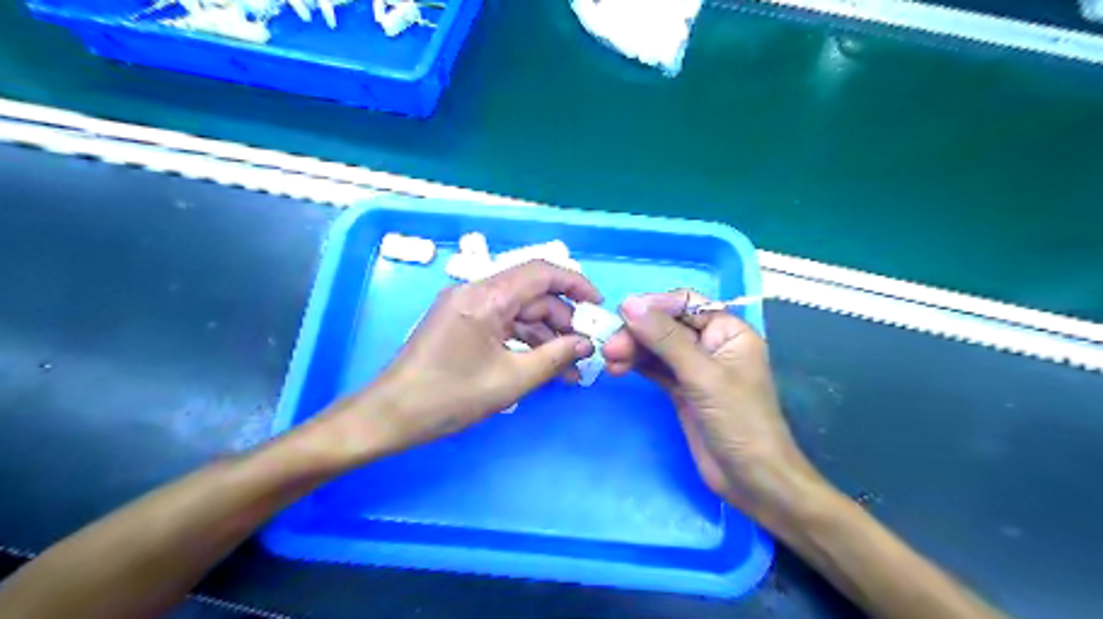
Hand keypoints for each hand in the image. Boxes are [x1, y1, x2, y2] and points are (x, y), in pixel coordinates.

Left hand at [327, 259, 601, 455]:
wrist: (390, 416)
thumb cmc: (449, 397)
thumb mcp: (511, 380)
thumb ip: (555, 358)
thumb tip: (587, 344)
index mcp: (485, 297)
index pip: (540, 272)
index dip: (575, 284)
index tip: (599, 307)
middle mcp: (475, 292)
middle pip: (532, 295)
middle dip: (563, 321)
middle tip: (586, 351)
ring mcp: (466, 307)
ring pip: (519, 312)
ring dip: (546, 336)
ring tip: (571, 370)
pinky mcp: (461, 323)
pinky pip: (503, 325)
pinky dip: (525, 342)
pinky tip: (544, 367)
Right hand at [602, 290, 817, 520]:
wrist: (752, 480)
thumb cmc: (739, 422)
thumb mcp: (703, 376)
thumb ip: (666, 338)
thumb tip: (629, 304)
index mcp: (728, 331)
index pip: (687, 304)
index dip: (655, 305)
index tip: (623, 314)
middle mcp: (711, 344)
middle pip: (667, 325)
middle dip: (638, 333)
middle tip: (610, 348)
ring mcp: (695, 368)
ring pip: (657, 347)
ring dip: (633, 349)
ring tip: (610, 360)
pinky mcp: (682, 389)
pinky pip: (655, 368)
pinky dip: (636, 365)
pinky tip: (618, 368)